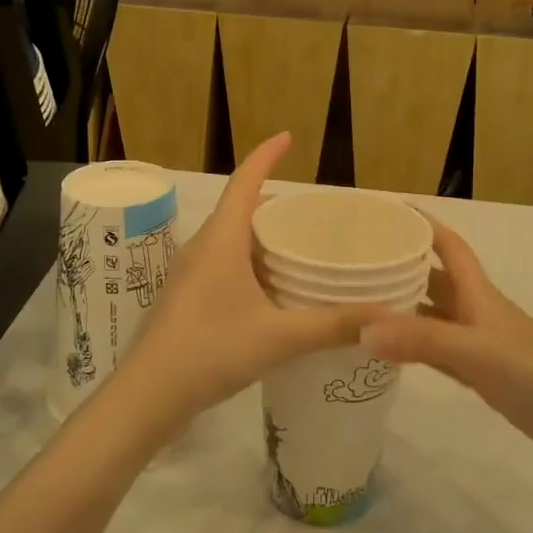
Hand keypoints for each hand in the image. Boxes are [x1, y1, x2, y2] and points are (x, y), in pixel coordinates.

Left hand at [109, 133, 390, 432]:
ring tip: (299, 246)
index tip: (288, 137)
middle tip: (313, 212)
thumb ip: (333, 325)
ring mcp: (190, 272)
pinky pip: (223, 261)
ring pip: (230, 237)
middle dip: (274, 202)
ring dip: (261, 234)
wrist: (147, 395)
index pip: (245, 181)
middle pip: (239, 208)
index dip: (266, 155)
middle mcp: (203, 246)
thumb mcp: (279, 338)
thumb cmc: (210, 351)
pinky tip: (271, 288)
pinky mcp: (186, 296)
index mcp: (221, 240)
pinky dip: (250, 260)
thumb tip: (385, 316)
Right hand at [360, 216, 532, 472]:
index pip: (448, 246)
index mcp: (478, 294)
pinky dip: (413, 346)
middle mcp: (476, 311)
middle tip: (359, 261)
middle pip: (434, 278)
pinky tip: (389, 350)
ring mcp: (480, 344)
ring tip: (362, 302)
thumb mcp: (476, 352)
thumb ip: (422, 339)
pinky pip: (437, 351)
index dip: (423, 224)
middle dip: (402, 264)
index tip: (388, 211)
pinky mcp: (482, 375)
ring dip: (404, 306)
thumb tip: (362, 327)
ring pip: (433, 315)